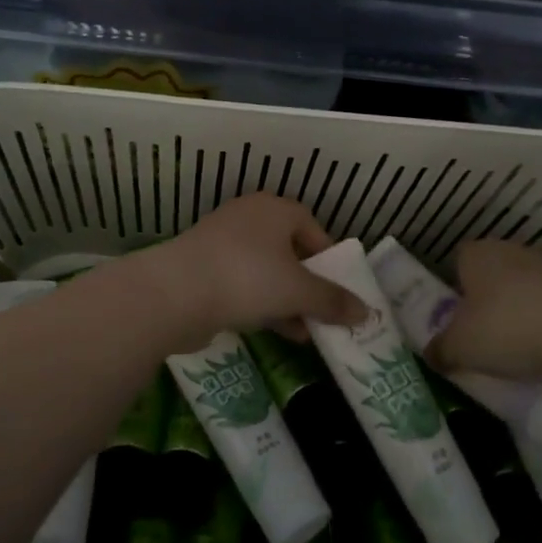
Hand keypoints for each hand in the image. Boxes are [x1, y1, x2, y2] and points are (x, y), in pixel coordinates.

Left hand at [134, 193, 366, 352]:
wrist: (175, 292)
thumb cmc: (247, 277)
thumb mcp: (298, 291)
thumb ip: (332, 300)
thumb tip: (366, 312)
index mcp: (274, 209)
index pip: (312, 227)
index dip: (329, 257)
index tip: (339, 287)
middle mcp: (248, 218)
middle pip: (289, 250)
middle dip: (308, 284)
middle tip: (324, 313)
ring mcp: (222, 243)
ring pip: (265, 270)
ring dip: (287, 300)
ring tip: (307, 333)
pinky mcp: (203, 269)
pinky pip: (242, 284)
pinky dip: (261, 304)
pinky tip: (276, 332)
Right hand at [426, 239, 541, 382]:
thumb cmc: (506, 329)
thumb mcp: (459, 348)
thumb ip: (440, 349)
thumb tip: (430, 354)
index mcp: (476, 253)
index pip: (457, 259)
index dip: (453, 285)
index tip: (453, 315)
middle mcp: (508, 251)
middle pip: (489, 274)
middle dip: (484, 300)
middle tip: (478, 335)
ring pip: (520, 290)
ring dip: (516, 313)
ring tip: (511, 349)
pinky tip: (541, 352)